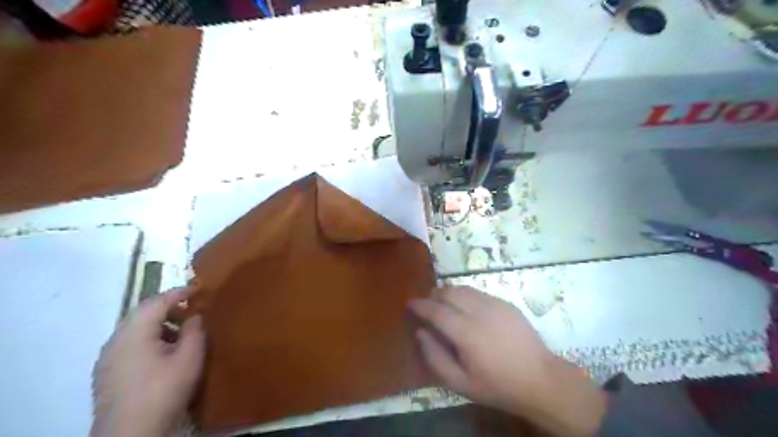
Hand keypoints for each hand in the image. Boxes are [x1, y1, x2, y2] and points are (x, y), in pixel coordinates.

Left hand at [90, 287, 203, 435]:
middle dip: (168, 308)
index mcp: (134, 332)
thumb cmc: (164, 390)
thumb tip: (195, 315)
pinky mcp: (105, 374)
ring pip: (134, 329)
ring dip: (158, 324)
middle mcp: (115, 340)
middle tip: (192, 310)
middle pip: (142, 313)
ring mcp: (107, 358)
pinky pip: (129, 344)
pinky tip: (163, 353)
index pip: (157, 301)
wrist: (131, 434)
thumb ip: (195, 330)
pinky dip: (148, 339)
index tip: (199, 288)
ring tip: (181, 332)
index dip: (179, 292)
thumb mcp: (190, 357)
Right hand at [410, 287, 603, 436]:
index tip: (410, 303)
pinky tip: (466, 306)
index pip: (436, 310)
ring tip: (443, 301)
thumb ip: (436, 357)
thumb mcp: (461, 383)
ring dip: (449, 291)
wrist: (541, 379)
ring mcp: (495, 305)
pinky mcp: (506, 304)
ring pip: (464, 289)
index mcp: (466, 332)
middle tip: (427, 303)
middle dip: (434, 294)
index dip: (420, 305)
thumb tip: (421, 333)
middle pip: (449, 292)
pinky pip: (479, 292)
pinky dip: (466, 294)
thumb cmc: (497, 386)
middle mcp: (479, 312)